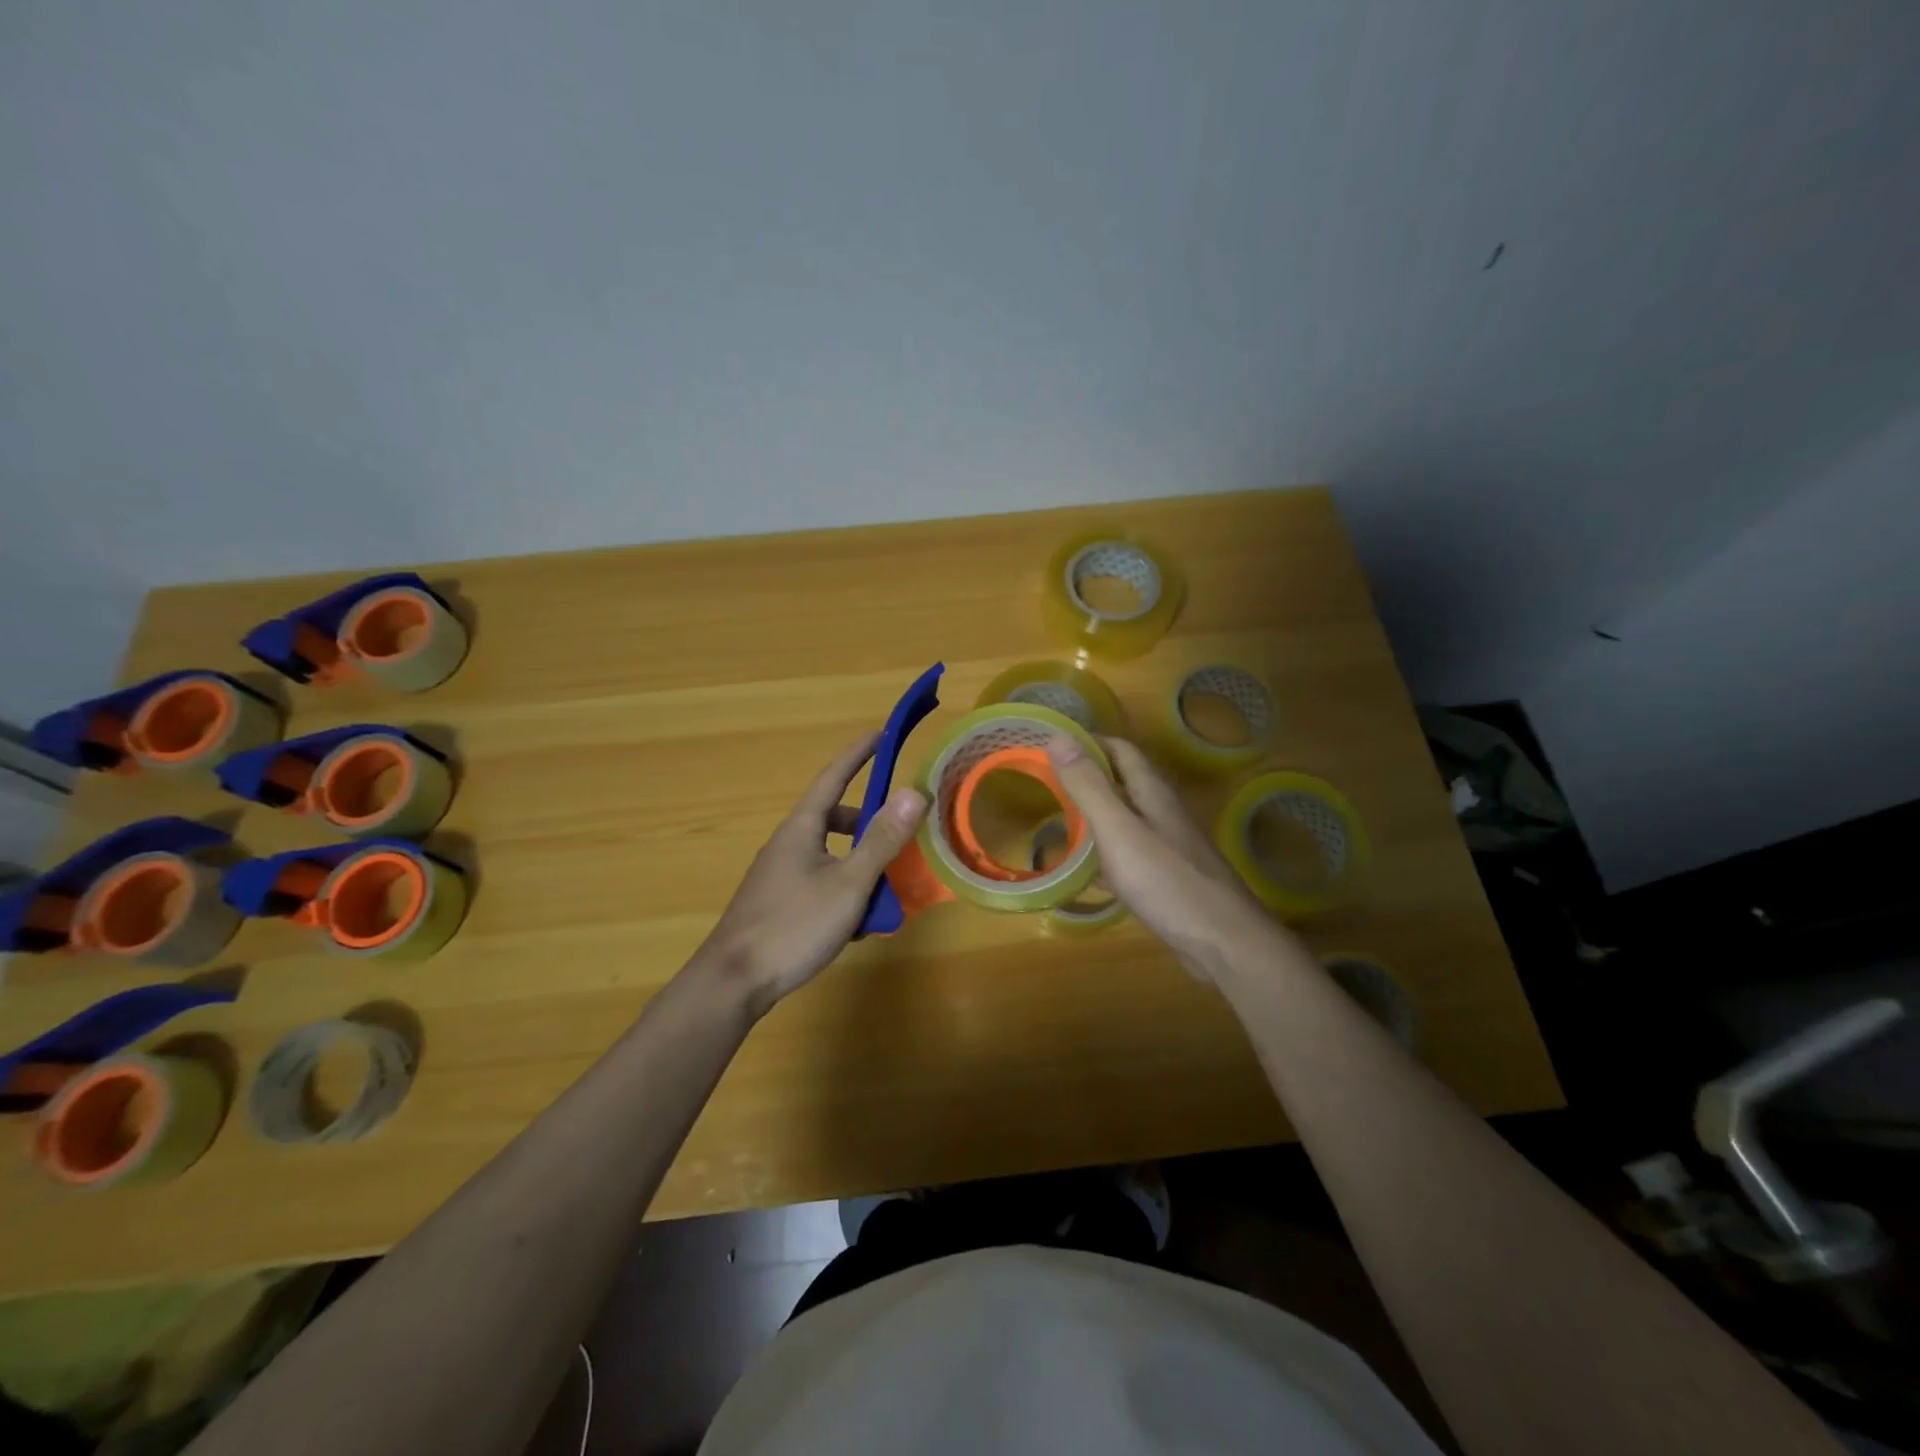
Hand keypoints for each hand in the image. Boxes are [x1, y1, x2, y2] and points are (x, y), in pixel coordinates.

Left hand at [693, 731, 927, 1018]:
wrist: (733, 981)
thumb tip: (914, 792)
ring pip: (829, 855)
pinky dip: (843, 890)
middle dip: (868, 822)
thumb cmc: (793, 925)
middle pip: (833, 818)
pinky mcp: (777, 903)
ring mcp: (779, 875)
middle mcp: (788, 844)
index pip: (834, 777)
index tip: (881, 733)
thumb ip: (882, 840)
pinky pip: (820, 881)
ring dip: (859, 864)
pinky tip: (855, 923)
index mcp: (802, 828)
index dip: (858, 754)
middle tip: (898, 836)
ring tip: (884, 891)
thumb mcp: (848, 883)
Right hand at [1045, 734, 1298, 987]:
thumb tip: (1058, 735)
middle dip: (1087, 776)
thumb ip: (1088, 786)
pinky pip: (1129, 852)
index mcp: (1153, 792)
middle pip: (1123, 781)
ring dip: (1095, 813)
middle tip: (1045, 783)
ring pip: (1126, 817)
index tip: (1049, 746)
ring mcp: (1169, 846)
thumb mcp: (1119, 830)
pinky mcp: (1168, 877)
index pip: (1120, 750)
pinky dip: (1104, 851)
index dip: (1087, 742)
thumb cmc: (1168, 881)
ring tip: (1058, 820)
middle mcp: (1163, 812)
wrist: (1224, 943)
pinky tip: (1086, 870)